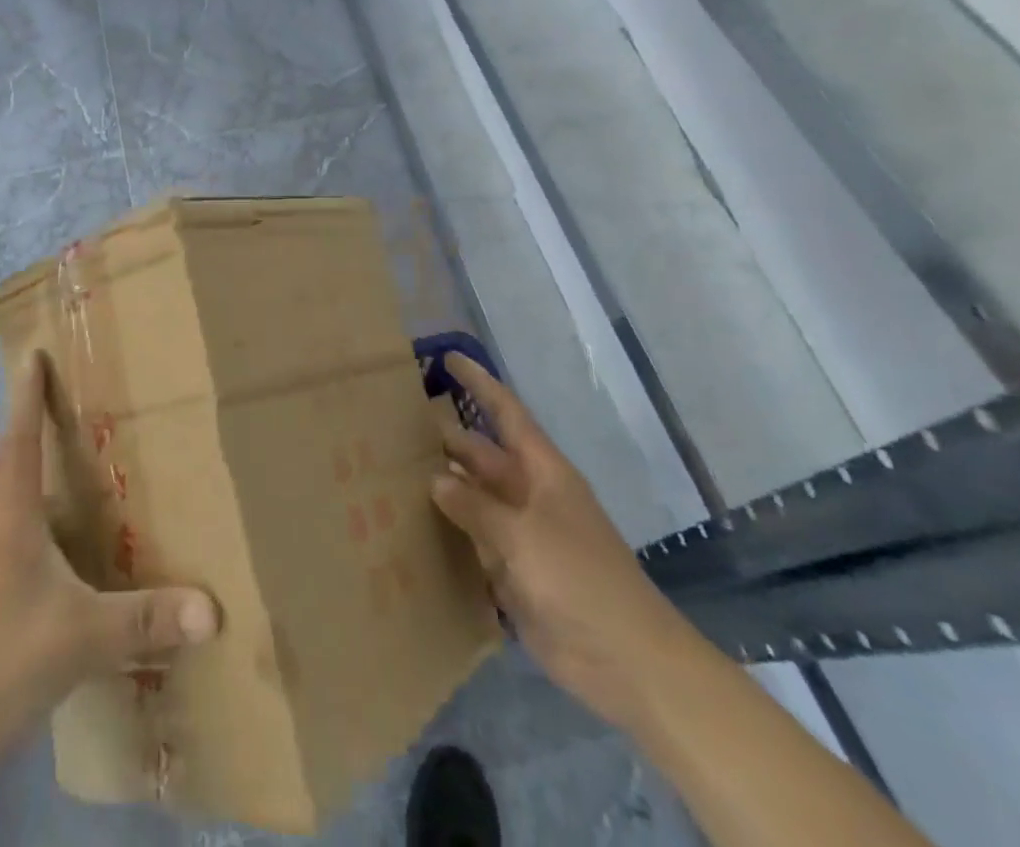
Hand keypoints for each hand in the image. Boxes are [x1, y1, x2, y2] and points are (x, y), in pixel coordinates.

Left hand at [0, 350, 219, 733]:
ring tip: (44, 468)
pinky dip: (18, 524)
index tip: (30, 355)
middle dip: (17, 431)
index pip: (20, 444)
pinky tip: (44, 551)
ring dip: (13, 475)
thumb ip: (146, 620)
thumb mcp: (83, 638)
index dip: (26, 397)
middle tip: (40, 407)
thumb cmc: (2, 661)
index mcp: (14, 523)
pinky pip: (0, 543)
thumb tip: (213, 609)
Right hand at [429, 352, 695, 728]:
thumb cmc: (580, 579)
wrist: (625, 660)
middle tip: (397, 423)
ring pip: (474, 498)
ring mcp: (521, 535)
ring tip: (393, 471)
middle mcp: (529, 495)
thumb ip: (476, 506)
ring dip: (443, 487)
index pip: (506, 413)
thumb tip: (436, 479)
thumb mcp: (524, 534)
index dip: (479, 383)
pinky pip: (473, 542)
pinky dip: (448, 533)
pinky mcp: (513, 573)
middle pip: (482, 455)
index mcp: (543, 472)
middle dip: (447, 438)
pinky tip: (412, 527)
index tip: (448, 358)